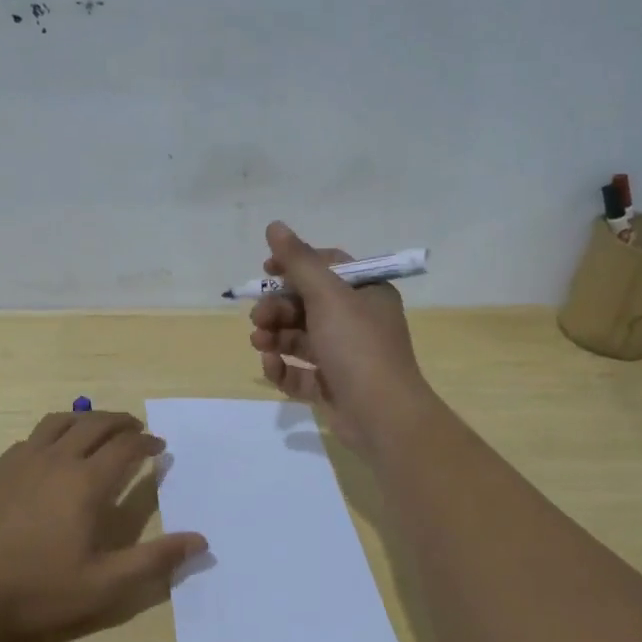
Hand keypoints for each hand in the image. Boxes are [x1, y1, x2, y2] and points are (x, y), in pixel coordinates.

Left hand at [0, 410, 206, 641]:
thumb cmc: (38, 591)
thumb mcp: (104, 586)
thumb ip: (154, 560)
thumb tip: (200, 539)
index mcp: (86, 483)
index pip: (126, 447)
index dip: (147, 443)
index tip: (159, 447)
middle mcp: (56, 460)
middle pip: (95, 424)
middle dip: (121, 422)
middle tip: (136, 429)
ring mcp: (20, 461)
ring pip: (60, 423)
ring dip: (86, 419)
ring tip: (98, 429)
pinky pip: (32, 438)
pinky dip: (54, 434)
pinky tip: (51, 454)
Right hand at [248, 221, 431, 449]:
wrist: (383, 416)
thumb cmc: (358, 346)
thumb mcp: (327, 295)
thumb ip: (298, 261)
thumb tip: (274, 226)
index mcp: (367, 293)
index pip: (328, 266)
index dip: (295, 265)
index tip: (266, 270)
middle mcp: (358, 321)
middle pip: (308, 304)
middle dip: (278, 308)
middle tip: (258, 317)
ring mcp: (345, 356)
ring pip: (300, 338)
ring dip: (275, 336)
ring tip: (259, 342)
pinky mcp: (332, 387)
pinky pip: (301, 372)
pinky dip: (283, 368)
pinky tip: (270, 366)